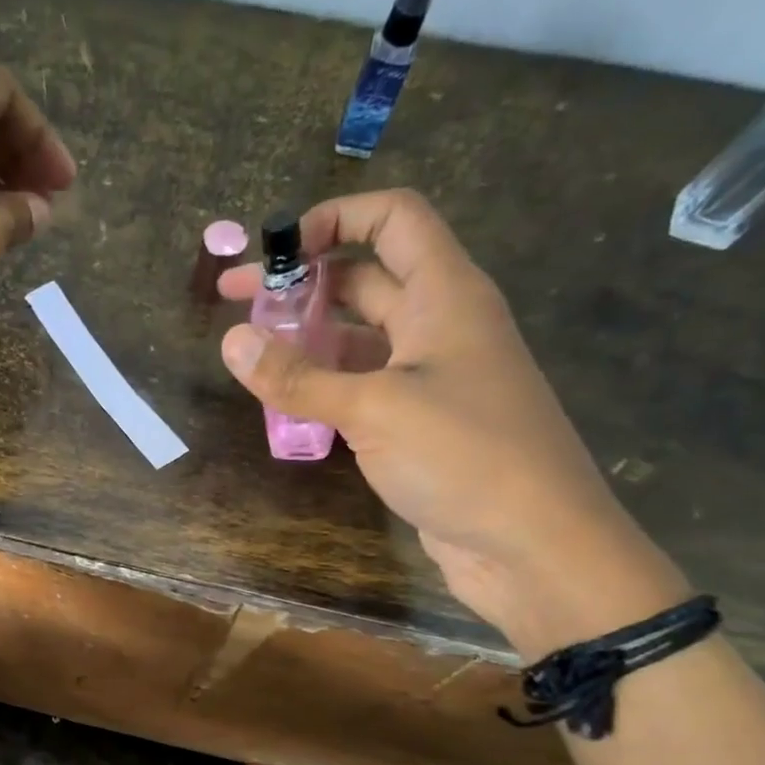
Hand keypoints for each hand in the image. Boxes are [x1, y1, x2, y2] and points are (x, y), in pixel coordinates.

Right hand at [218, 189, 685, 655]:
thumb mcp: (374, 408)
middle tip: (236, 305)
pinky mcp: (420, 423)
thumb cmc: (464, 456)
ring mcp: (430, 377)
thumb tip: (231, 340)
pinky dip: (324, 388)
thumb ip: (298, 376)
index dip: (333, 219)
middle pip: (364, 279)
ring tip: (251, 359)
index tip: (274, 252)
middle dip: (300, 285)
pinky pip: (362, 388)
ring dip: (307, 341)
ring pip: (358, 339)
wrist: (532, 545)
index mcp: (445, 294)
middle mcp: (439, 324)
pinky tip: (286, 406)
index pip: (391, 220)